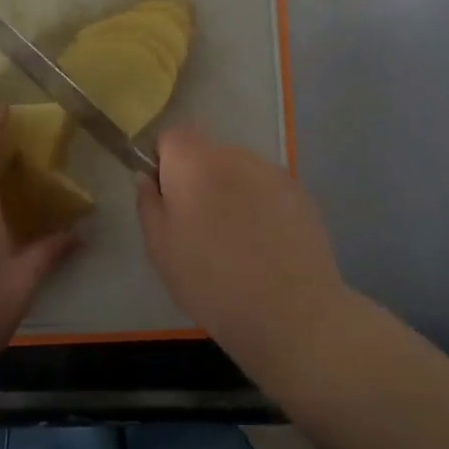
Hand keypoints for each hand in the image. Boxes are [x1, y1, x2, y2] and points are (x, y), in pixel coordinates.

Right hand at [137, 127, 347, 349]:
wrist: (290, 312)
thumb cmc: (211, 281)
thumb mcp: (160, 248)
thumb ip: (148, 203)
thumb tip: (148, 177)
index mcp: (194, 163)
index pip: (172, 136)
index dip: (164, 162)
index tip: (167, 199)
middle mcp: (234, 155)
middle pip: (207, 154)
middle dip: (198, 179)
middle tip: (199, 228)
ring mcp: (272, 172)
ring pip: (239, 172)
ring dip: (231, 192)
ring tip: (237, 241)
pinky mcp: (300, 193)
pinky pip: (267, 190)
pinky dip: (261, 207)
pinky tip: (265, 245)